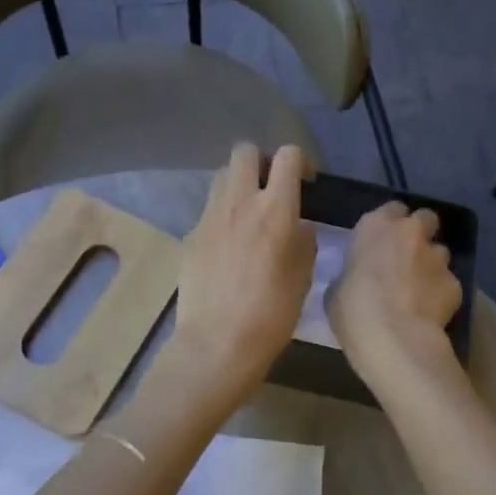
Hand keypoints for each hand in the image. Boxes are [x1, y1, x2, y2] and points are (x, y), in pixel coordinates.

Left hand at [169, 143, 315, 398]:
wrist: (217, 343)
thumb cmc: (272, 314)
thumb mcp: (304, 276)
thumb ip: (303, 240)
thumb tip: (298, 227)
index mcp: (275, 209)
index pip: (288, 155)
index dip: (300, 161)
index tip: (305, 183)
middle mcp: (240, 202)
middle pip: (244, 152)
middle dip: (261, 161)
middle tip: (271, 188)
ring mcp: (209, 217)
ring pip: (222, 177)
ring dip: (238, 185)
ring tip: (248, 215)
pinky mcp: (190, 236)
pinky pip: (209, 211)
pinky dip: (222, 217)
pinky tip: (228, 248)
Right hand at [326, 202, 461, 381]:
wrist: (394, 339)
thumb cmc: (353, 310)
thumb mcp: (337, 289)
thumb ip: (352, 273)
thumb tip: (358, 279)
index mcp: (376, 226)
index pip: (392, 209)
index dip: (390, 224)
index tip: (383, 241)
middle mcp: (411, 233)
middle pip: (425, 218)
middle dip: (420, 233)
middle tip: (407, 256)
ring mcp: (437, 257)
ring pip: (440, 251)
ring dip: (431, 264)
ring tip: (420, 289)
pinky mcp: (456, 283)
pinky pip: (448, 283)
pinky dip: (441, 293)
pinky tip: (430, 312)